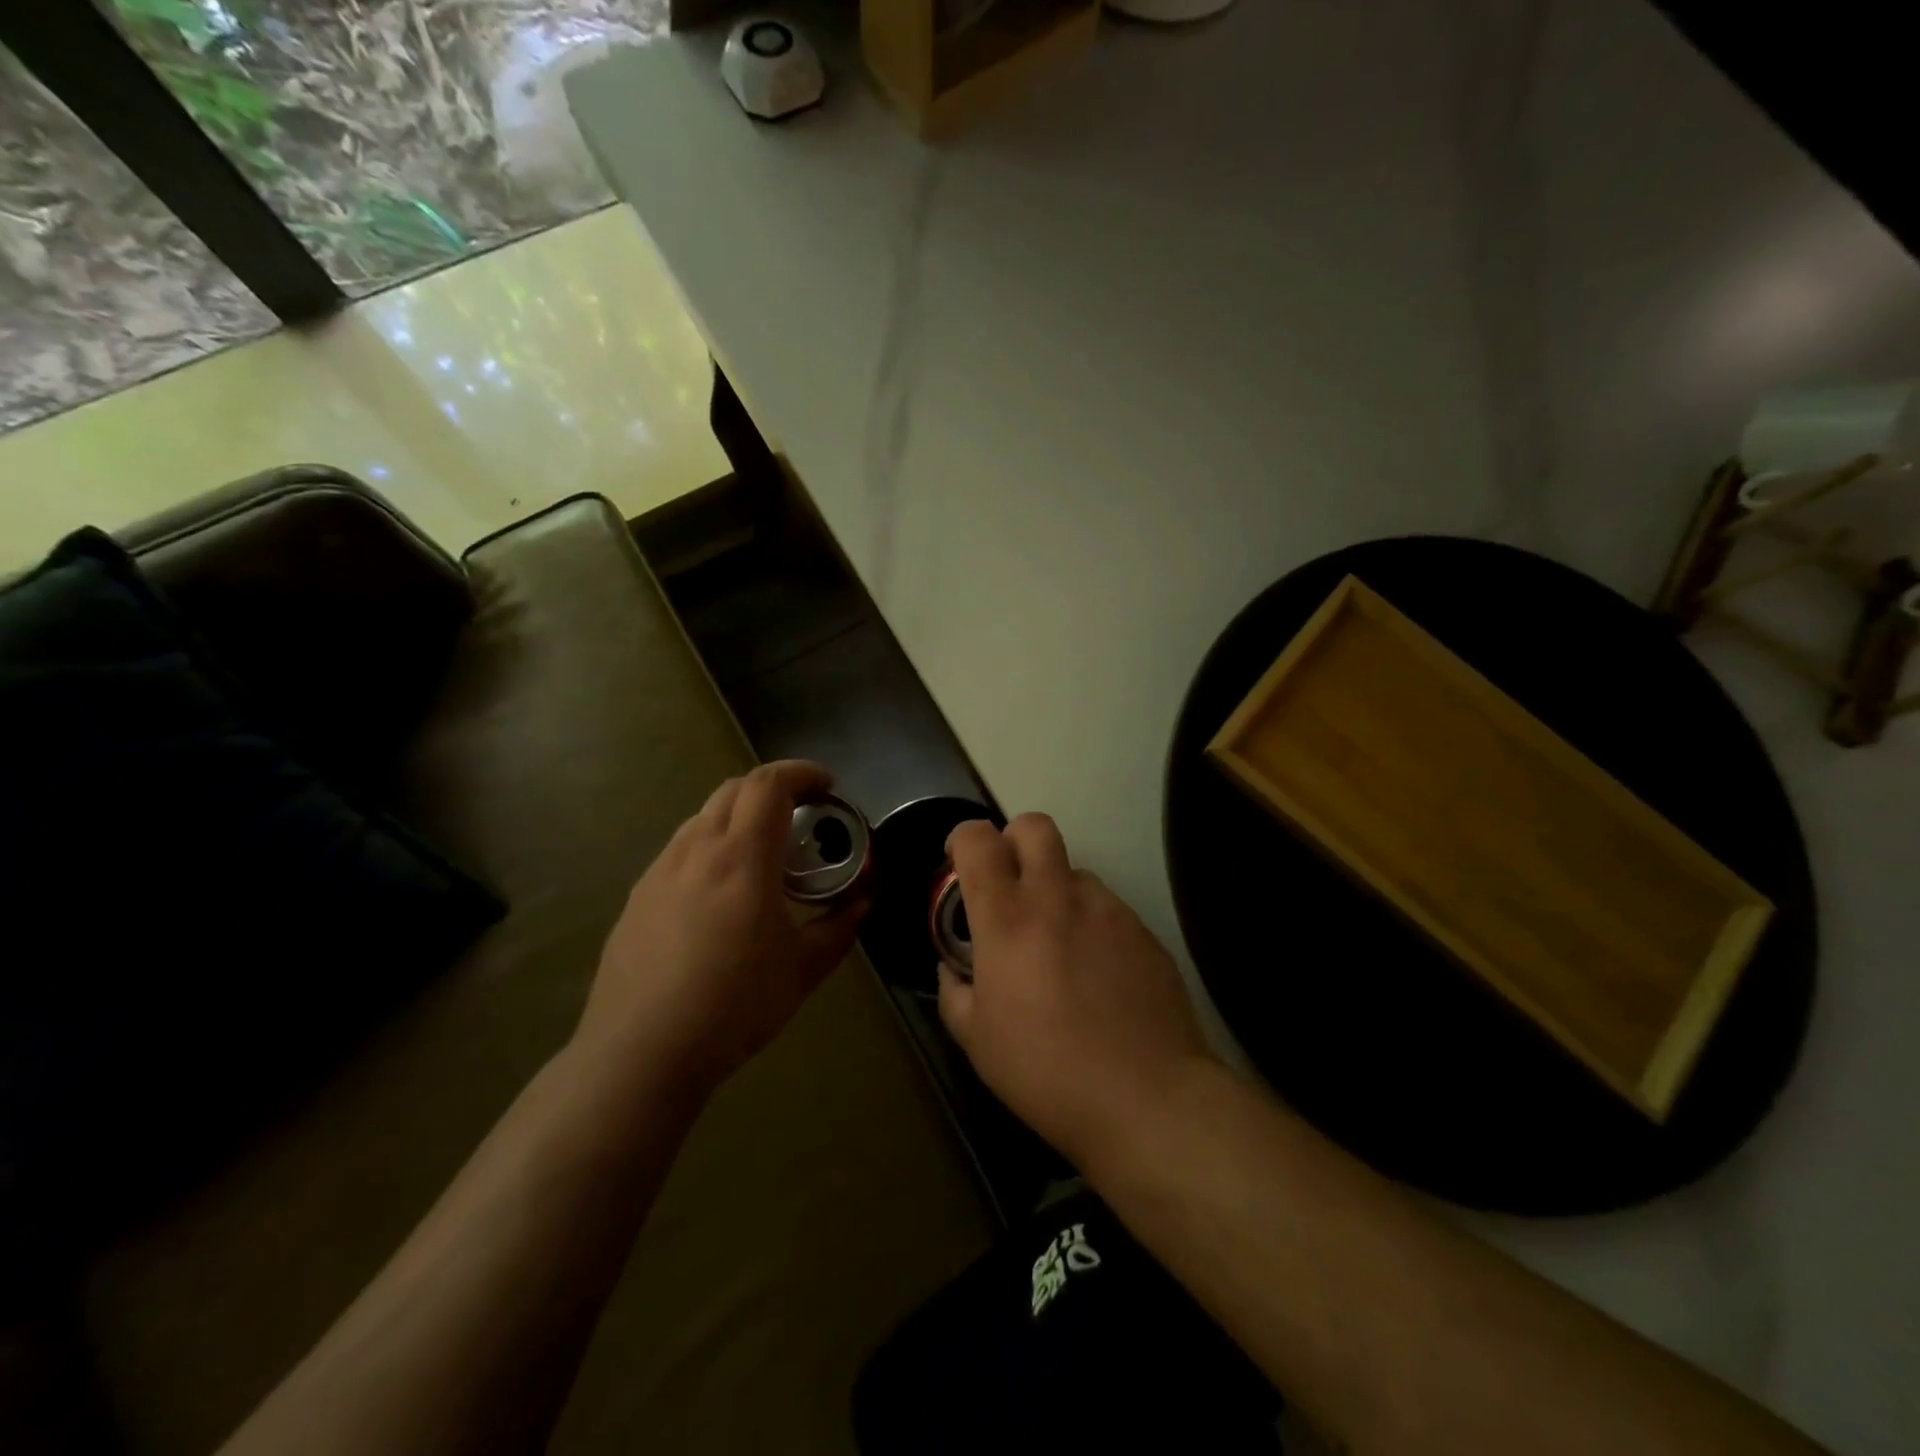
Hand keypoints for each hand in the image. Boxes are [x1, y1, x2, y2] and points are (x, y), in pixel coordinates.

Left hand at [576, 761, 866, 1097]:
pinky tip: (720, 893)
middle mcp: (696, 850)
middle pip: (733, 789)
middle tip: (801, 815)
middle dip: (772, 788)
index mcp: (741, 857)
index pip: (769, 784)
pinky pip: (680, 851)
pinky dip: (710, 847)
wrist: (641, 1053)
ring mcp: (659, 872)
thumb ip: (840, 927)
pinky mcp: (637, 897)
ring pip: (702, 818)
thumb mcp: (803, 969)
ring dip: (739, 817)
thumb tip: (864, 901)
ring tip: (762, 854)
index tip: (827, 785)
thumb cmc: (734, 1005)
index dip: (802, 772)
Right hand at [937, 814, 1216, 1168]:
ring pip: (1075, 871)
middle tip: (1008, 883)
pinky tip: (1098, 974)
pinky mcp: (1143, 929)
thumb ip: (954, 993)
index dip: (962, 839)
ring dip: (1056, 890)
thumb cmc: (1046, 1071)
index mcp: (1007, 918)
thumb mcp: (977, 1042)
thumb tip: (953, 969)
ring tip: (1058, 944)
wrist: (1147, 1097)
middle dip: (1013, 840)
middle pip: (1034, 826)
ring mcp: (1107, 909)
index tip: (959, 863)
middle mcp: (1056, 897)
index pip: (978, 840)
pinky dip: (1091, 924)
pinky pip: (1108, 908)